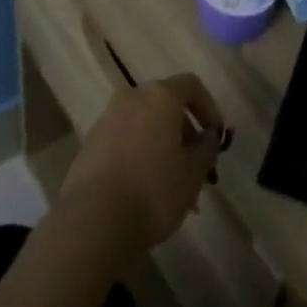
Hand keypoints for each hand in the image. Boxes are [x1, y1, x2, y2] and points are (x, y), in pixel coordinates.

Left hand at [58, 74, 224, 264]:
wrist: (93, 221)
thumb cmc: (153, 191)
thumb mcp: (193, 174)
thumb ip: (207, 148)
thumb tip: (209, 135)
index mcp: (159, 95)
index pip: (191, 85)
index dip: (208, 107)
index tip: (215, 137)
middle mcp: (132, 97)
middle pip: (166, 104)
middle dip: (184, 133)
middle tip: (196, 168)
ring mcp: (107, 118)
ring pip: (144, 124)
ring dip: (162, 146)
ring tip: (172, 187)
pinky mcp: (90, 143)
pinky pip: (124, 140)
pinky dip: (139, 155)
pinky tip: (144, 192)